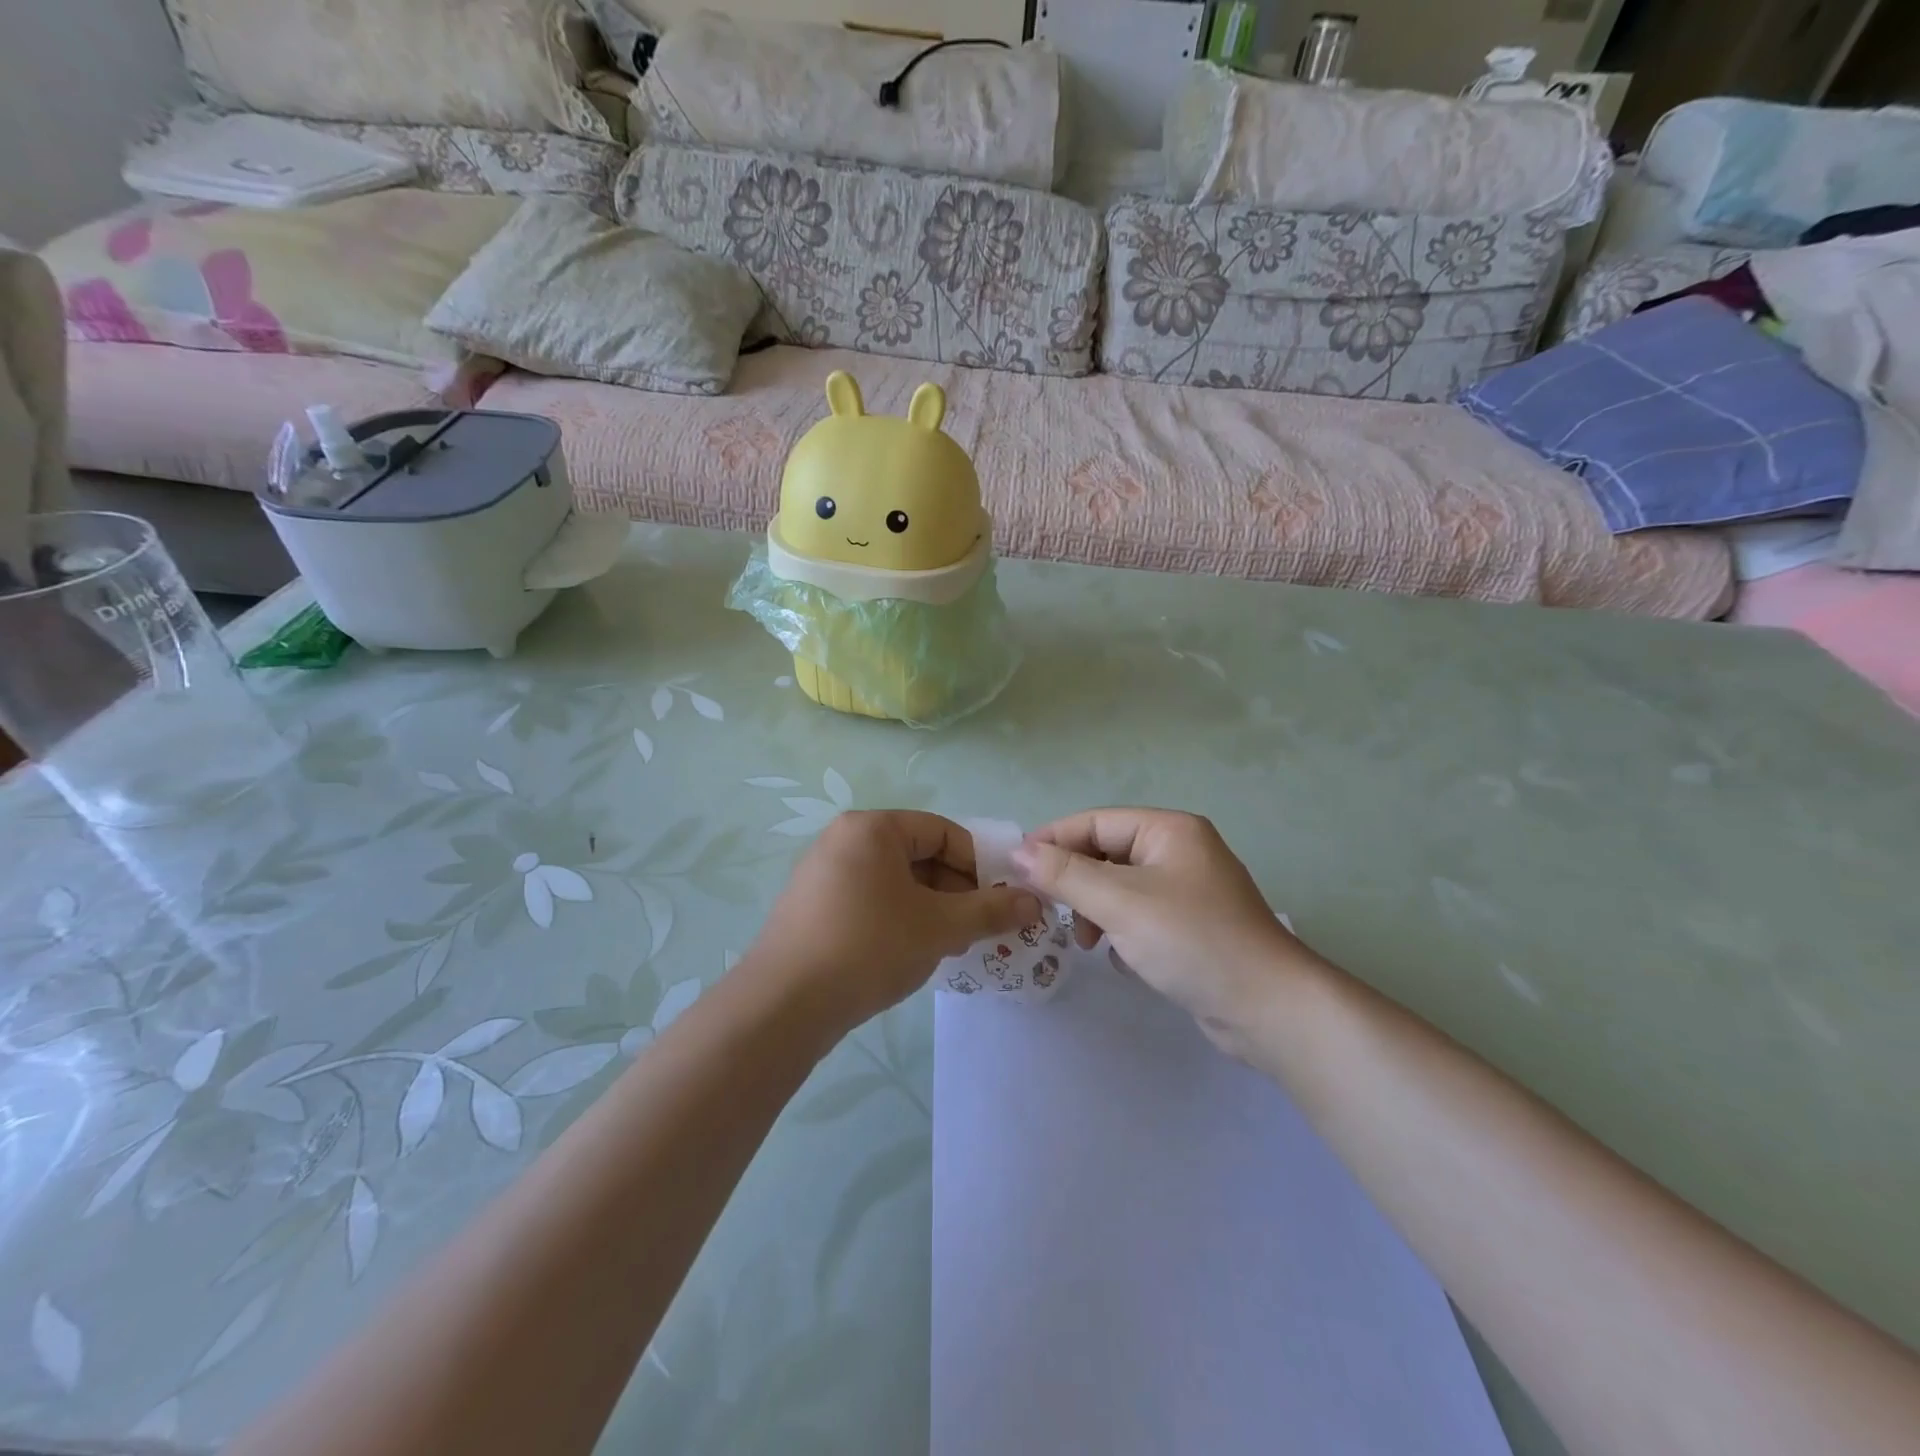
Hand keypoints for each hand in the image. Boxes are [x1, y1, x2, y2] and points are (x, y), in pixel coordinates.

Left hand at [751, 811, 1041, 1031]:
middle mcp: (843, 839)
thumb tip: (1034, 902)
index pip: (942, 831)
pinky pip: (869, 900)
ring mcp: (822, 873)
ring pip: (895, 882)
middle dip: (954, 891)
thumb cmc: (869, 947)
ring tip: (945, 947)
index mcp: (873, 828)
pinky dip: (898, 920)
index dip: (978, 865)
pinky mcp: (811, 906)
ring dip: (930, 909)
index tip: (998, 902)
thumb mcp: (939, 927)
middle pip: (918, 855)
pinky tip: (907, 955)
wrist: (784, 1005)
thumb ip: (990, 910)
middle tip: (973, 930)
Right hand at [1012, 809, 1316, 1054]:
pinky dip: (1119, 929)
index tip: (1014, 868)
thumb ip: (1065, 875)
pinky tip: (1115, 955)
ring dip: (1094, 909)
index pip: (1094, 821)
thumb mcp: (1121, 903)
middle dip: (1074, 881)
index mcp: (1169, 830)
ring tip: (1085, 942)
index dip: (1052, 841)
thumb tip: (1017, 852)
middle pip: (1106, 853)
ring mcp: (1188, 890)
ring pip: (1120, 887)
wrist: (1268, 1008)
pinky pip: (1139, 914)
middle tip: (1045, 909)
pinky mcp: (1191, 926)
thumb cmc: (1192, 940)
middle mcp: (1179, 851)